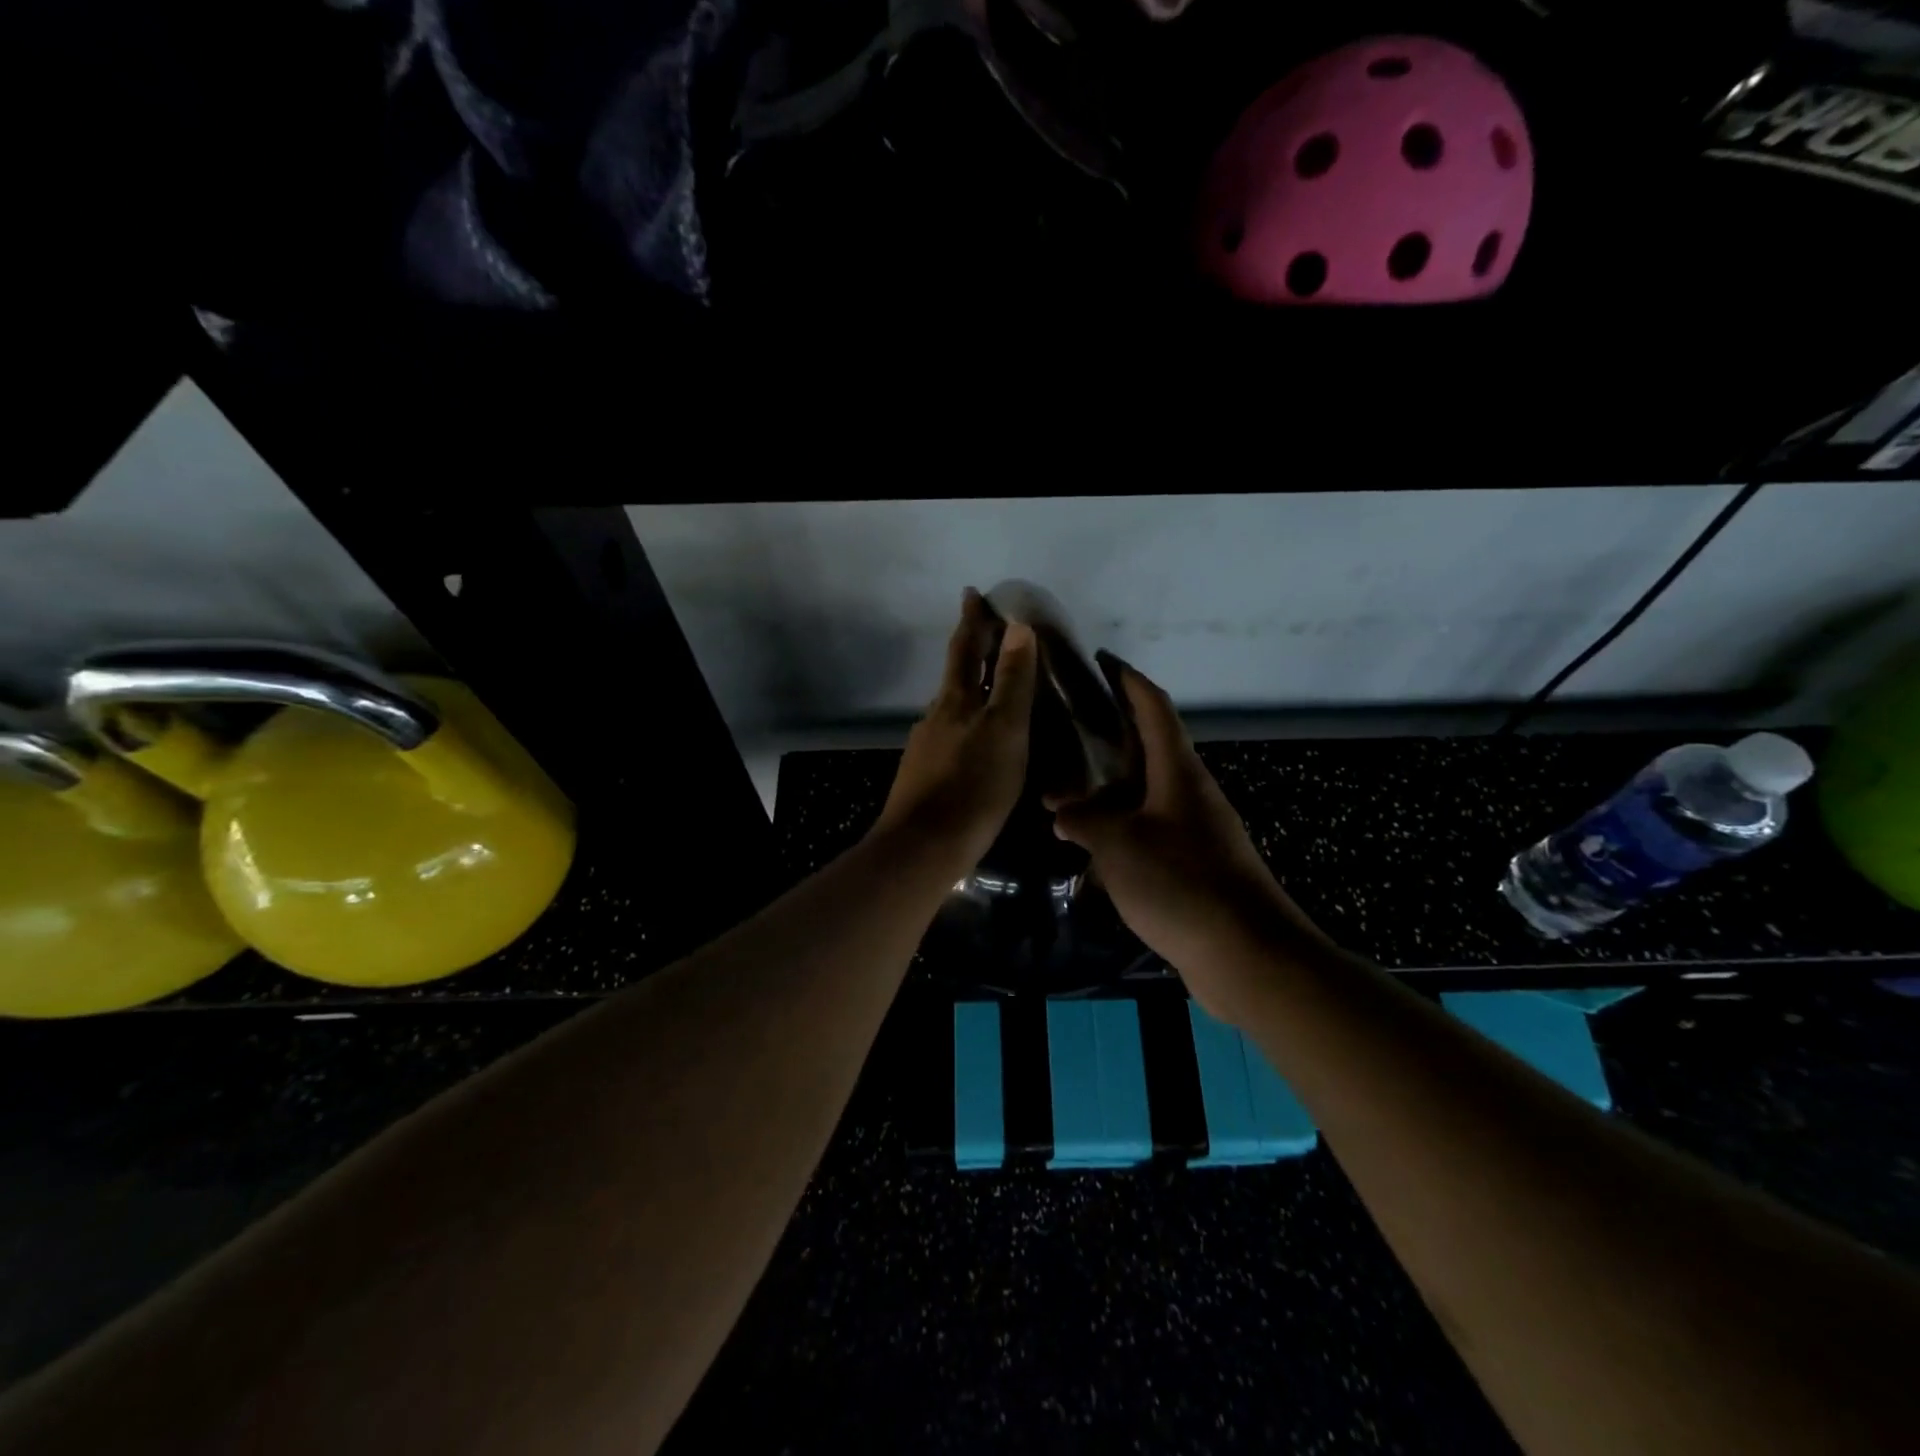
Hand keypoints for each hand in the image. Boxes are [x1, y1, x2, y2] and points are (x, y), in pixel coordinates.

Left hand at [874, 590, 1038, 872]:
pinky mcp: (924, 777)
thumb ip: (1011, 680)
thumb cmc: (973, 786)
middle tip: (983, 632)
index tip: (972, 594)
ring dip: (968, 690)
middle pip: (954, 675)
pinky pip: (949, 737)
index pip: (966, 649)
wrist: (924, 846)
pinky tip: (974, 742)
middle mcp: (936, 717)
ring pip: (951, 707)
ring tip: (987, 687)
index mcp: (955, 701)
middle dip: (969, 651)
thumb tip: (1017, 626)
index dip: (972, 622)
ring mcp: (926, 748)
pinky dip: (965, 725)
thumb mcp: (1004, 730)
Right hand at [1050, 660, 1329, 1022]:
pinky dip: (1119, 830)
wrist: (1246, 954)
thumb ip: (1085, 821)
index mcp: (1178, 772)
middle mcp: (1191, 792)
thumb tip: (1063, 812)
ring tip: (1063, 794)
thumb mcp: (1119, 846)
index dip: (1127, 679)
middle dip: (1109, 736)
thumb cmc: (1181, 884)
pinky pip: (1149, 831)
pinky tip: (1089, 848)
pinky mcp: (1195, 864)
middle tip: (1065, 730)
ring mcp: (1196, 830)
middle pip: (1148, 748)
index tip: (1101, 659)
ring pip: (1145, 794)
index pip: (1153, 707)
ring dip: (1109, 792)